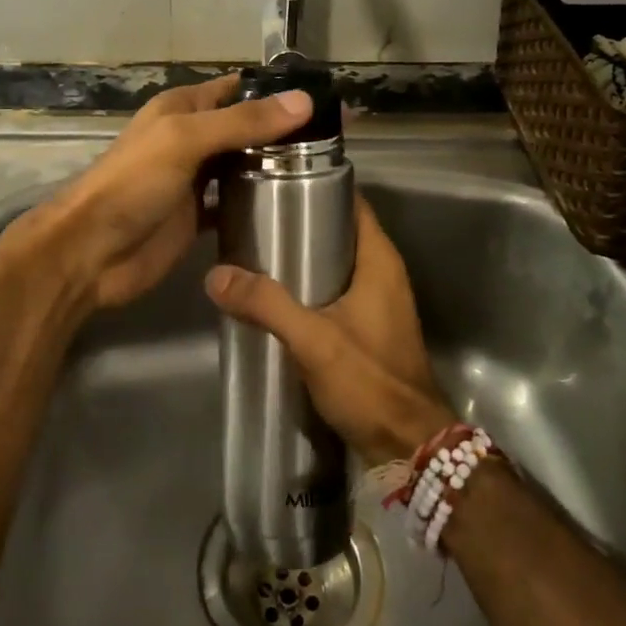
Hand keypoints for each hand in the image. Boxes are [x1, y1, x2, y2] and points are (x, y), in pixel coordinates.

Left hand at [33, 73, 313, 309]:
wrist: (93, 252)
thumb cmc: (134, 184)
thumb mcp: (185, 140)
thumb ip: (242, 122)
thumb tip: (304, 101)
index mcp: (183, 109)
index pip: (237, 90)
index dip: (275, 92)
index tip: (325, 100)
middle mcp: (191, 139)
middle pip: (244, 129)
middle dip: (283, 133)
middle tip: (336, 143)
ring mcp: (195, 180)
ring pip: (243, 166)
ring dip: (274, 168)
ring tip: (327, 173)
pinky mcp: (198, 217)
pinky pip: (234, 204)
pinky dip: (257, 203)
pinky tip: (290, 207)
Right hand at [203, 198, 456, 461]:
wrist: (408, 445)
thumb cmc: (370, 381)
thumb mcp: (314, 340)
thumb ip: (267, 305)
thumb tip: (216, 275)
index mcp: (380, 260)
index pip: (353, 203)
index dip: (320, 186)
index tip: (278, 180)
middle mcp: (383, 273)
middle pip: (341, 231)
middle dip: (302, 222)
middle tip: (255, 217)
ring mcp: (378, 302)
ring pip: (337, 263)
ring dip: (304, 257)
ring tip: (258, 251)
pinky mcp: (369, 328)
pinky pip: (336, 291)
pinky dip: (310, 286)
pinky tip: (276, 296)